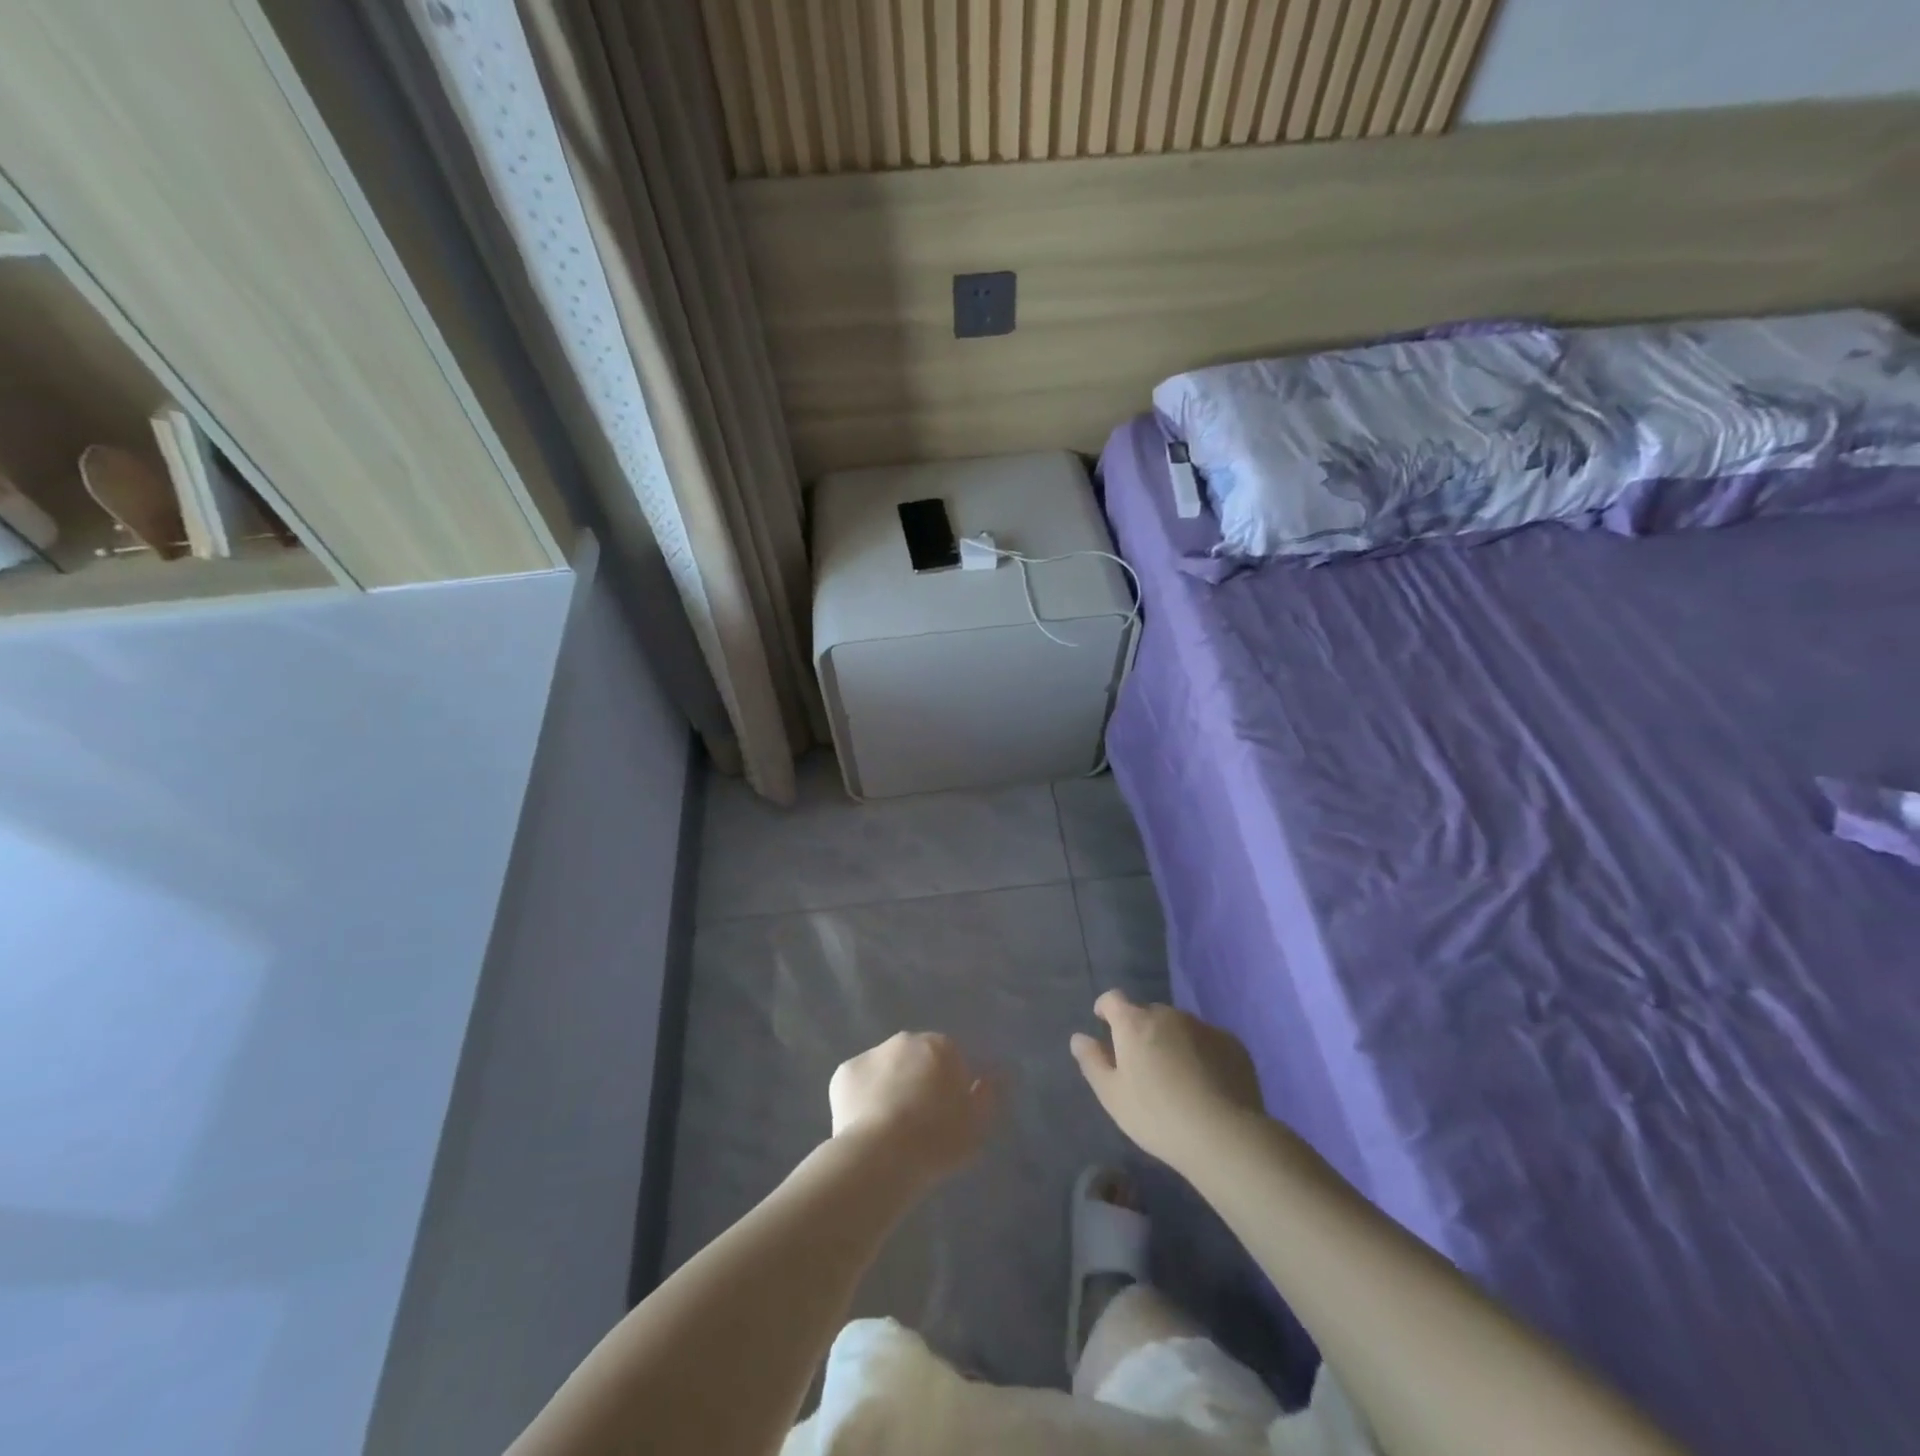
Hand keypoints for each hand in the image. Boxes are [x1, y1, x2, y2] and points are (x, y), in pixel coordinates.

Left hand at [829, 1032, 996, 1187]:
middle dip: (916, 1082)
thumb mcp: (977, 1125)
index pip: (949, 1059)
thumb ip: (988, 1095)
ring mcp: (870, 1054)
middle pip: (914, 1060)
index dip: (948, 1087)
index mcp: (940, 1046)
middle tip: (917, 1123)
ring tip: (888, 1130)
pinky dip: (861, 1100)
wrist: (881, 1157)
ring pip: (884, 1070)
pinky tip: (864, 1128)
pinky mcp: (843, 1073)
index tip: (945, 1116)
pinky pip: (858, 1085)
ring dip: (888, 1089)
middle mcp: (905, 1040)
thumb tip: (993, 1076)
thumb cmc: (937, 1140)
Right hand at [1070, 991, 1266, 1168]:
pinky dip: (1201, 1053)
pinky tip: (1206, 1084)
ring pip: (1179, 1027)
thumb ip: (1092, 1061)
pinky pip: (1207, 1041)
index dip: (1106, 1009)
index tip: (1105, 1025)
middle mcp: (1168, 1015)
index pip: (1113, 999)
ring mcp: (1203, 1026)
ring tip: (1177, 1077)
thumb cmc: (1157, 1116)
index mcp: (1134, 1023)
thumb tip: (1079, 1038)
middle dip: (1141, 1031)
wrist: (1224, 1135)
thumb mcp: (1112, 1095)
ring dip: (1172, 1041)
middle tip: (1143, 1065)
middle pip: (1148, 1014)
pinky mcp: (1232, 1043)